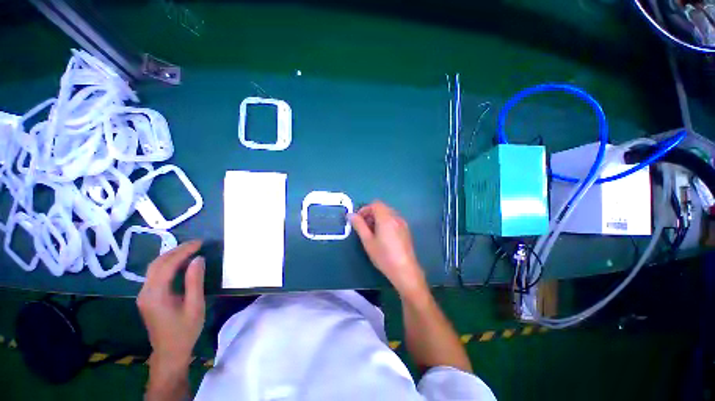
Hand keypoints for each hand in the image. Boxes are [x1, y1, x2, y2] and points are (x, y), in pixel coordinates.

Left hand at [137, 240, 204, 372]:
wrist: (170, 353)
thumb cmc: (185, 331)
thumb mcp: (195, 306)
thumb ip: (195, 281)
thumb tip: (198, 259)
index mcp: (156, 295)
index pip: (168, 265)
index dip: (184, 251)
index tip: (200, 243)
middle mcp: (145, 292)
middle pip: (157, 264)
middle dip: (176, 250)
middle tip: (196, 244)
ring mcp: (143, 295)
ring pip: (154, 268)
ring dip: (171, 256)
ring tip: (190, 250)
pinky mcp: (147, 298)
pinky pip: (155, 275)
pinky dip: (168, 264)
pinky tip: (180, 263)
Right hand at [350, 201, 426, 296]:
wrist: (404, 270)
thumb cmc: (383, 256)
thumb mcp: (368, 241)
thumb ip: (359, 225)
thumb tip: (350, 215)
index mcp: (386, 218)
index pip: (375, 204)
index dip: (365, 209)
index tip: (358, 220)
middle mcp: (396, 217)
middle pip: (382, 207)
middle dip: (370, 213)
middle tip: (363, 227)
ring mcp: (403, 223)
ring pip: (388, 213)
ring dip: (378, 218)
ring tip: (372, 232)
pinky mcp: (406, 230)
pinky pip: (393, 219)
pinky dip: (385, 222)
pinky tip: (382, 236)